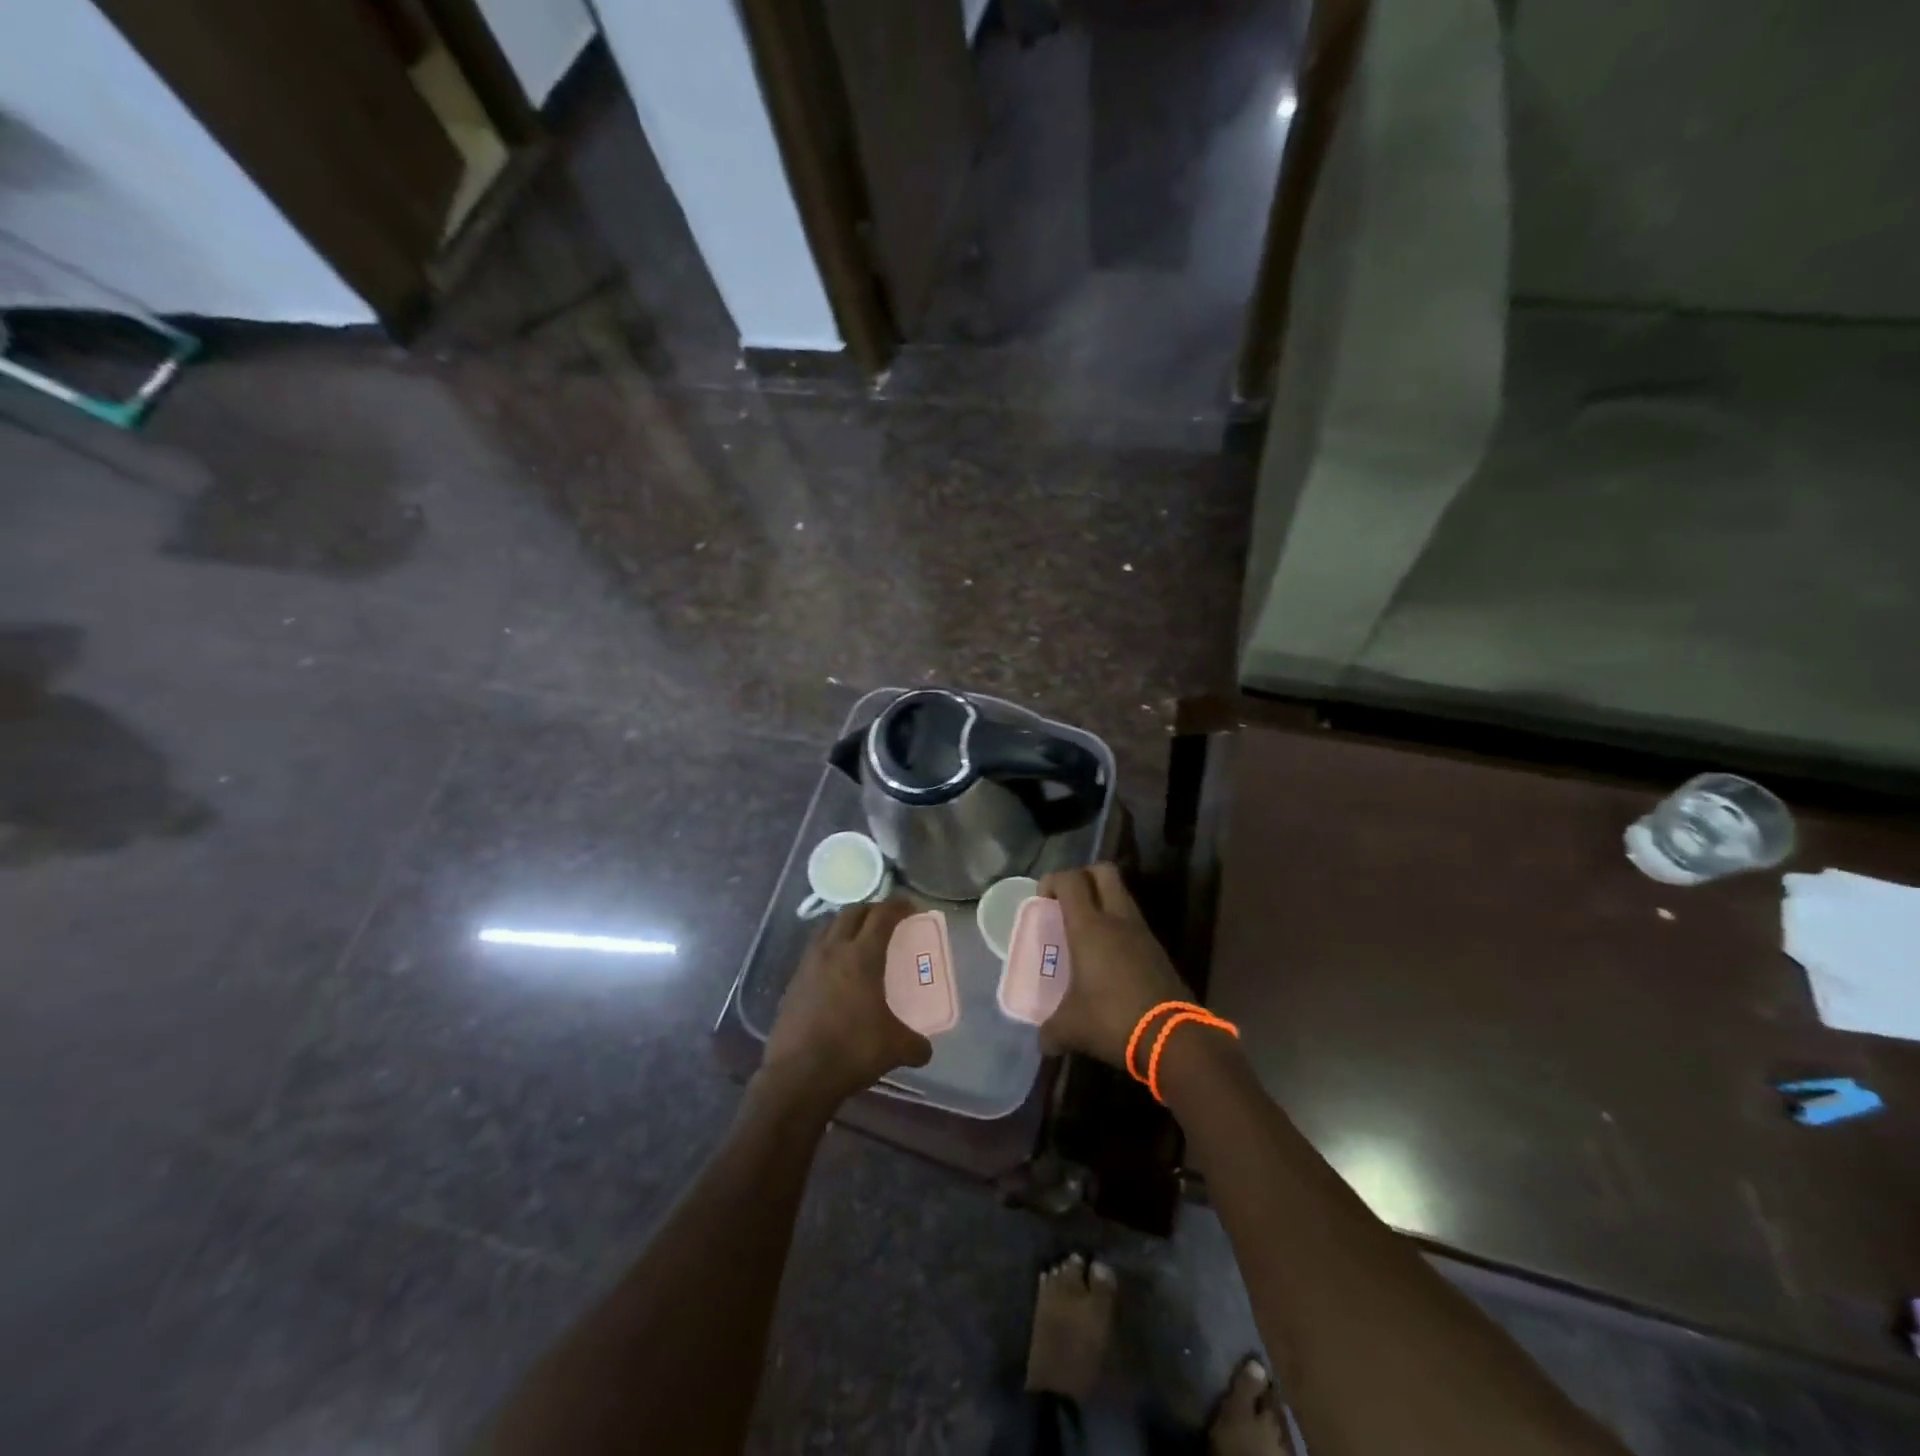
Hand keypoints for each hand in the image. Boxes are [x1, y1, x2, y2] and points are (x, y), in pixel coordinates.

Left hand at [761, 898, 932, 1108]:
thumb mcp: (895, 1048)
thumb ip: (915, 1044)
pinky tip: (836, 969)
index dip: (898, 906)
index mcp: (862, 957)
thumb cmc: (852, 1052)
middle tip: (886, 920)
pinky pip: (814, 951)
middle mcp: (833, 951)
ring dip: (846, 924)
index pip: (882, 916)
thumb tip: (925, 1049)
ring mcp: (808, 965)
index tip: (910, 907)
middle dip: (871, 910)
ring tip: (859, 938)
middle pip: (852, 913)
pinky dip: (829, 948)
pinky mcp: (793, 983)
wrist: (798, 1076)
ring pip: (828, 928)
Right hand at [1038, 863, 1191, 1070]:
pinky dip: (1119, 928)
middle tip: (1067, 902)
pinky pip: (1134, 924)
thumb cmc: (1112, 1020)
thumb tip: (1044, 1041)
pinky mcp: (1158, 951)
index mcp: (1090, 927)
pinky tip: (1108, 958)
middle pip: (1103, 872)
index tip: (1043, 901)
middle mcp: (1117, 919)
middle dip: (1083, 877)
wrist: (1173, 1038)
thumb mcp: (1071, 1028)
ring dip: (1103, 903)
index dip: (1053, 881)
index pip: (1071, 880)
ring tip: (1086, 933)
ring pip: (1122, 896)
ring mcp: (1142, 933)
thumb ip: (1051, 1030)